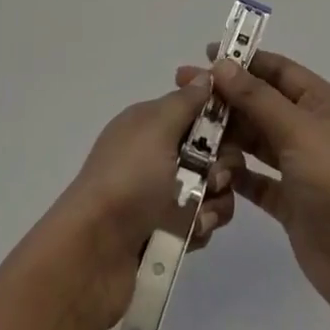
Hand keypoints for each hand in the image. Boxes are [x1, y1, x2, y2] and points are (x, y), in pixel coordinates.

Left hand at [42, 72, 243, 329]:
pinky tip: (192, 234)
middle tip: (214, 177)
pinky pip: (204, 221)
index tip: (236, 128)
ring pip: (214, 188)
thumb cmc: (128, 179)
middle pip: (213, 151)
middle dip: (224, 164)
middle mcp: (157, 155)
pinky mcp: (169, 232)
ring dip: (216, 200)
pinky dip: (203, 226)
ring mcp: (163, 195)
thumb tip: (207, 75)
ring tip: (200, 215)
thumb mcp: (156, 128)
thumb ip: (185, 101)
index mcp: (151, 124)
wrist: (93, 254)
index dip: (221, 118)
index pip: (198, 110)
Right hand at [173, 48, 329, 329]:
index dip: (243, 61)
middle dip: (226, 98)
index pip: (278, 70)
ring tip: (188, 134)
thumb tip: (222, 65)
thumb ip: (257, 98)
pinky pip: (255, 179)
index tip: (205, 55)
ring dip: (226, 136)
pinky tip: (207, 171)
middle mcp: (311, 129)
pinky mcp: (290, 202)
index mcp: (322, 102)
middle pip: (262, 104)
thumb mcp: (298, 130)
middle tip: (183, 94)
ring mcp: (300, 167)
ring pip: (255, 141)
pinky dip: (234, 174)